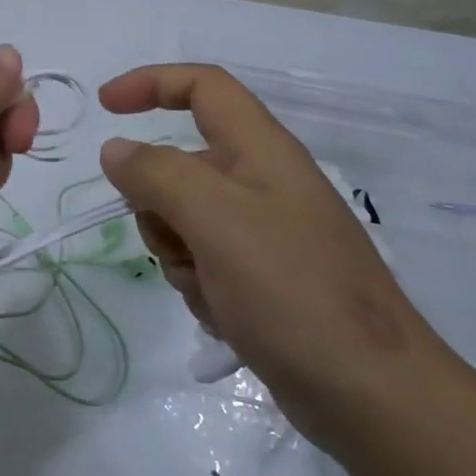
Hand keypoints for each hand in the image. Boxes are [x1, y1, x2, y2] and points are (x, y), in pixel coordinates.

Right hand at [97, 64, 444, 449]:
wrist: (370, 393)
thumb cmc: (293, 290)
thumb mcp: (216, 220)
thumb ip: (158, 175)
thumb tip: (116, 150)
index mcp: (261, 150)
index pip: (202, 87)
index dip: (151, 82)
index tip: (104, 107)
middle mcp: (262, 182)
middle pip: (182, 164)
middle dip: (158, 203)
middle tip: (177, 241)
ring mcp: (263, 232)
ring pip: (184, 219)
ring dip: (178, 253)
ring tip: (211, 289)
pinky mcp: (263, 278)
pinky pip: (203, 262)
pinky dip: (200, 285)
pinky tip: (227, 317)